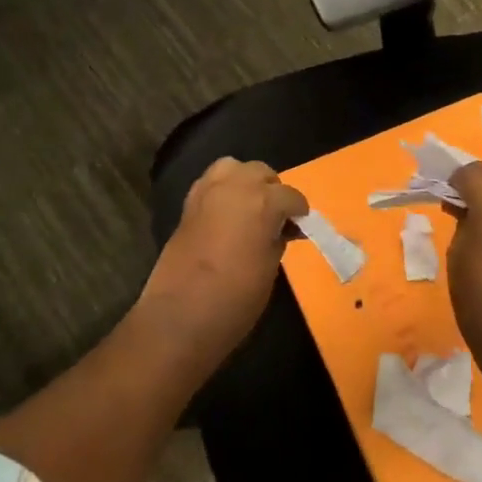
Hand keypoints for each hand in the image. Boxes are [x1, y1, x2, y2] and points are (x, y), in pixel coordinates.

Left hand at [138, 158, 307, 365]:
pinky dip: (223, 189)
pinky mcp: (189, 201)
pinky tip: (227, 212)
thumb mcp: (270, 269)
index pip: (290, 196)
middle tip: (275, 218)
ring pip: (234, 168)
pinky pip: (212, 181)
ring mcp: (208, 189)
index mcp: (263, 201)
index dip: (298, 212)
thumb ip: (276, 239)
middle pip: (261, 172)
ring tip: (250, 208)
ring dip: (245, 182)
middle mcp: (236, 185)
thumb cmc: (236, 298)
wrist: (181, 313)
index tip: (300, 226)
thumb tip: (277, 229)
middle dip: (272, 191)